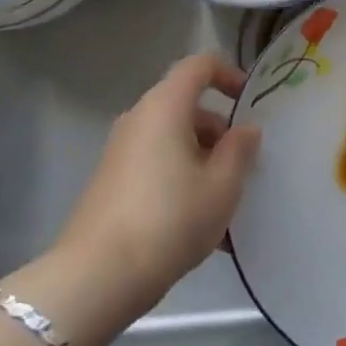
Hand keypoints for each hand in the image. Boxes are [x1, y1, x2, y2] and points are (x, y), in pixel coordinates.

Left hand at [49, 55, 261, 319]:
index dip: (229, 74)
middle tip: (244, 164)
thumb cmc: (169, 219)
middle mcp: (139, 119)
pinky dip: (181, 180)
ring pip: (172, 140)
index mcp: (165, 107)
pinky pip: (156, 166)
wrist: (95, 279)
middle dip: (219, 130)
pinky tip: (199, 226)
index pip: (199, 66)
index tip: (250, 102)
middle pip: (186, 107)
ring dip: (203, 160)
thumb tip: (245, 130)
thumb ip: (240, 150)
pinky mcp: (111, 183)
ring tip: (225, 203)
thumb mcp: (221, 186)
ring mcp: (120, 152)